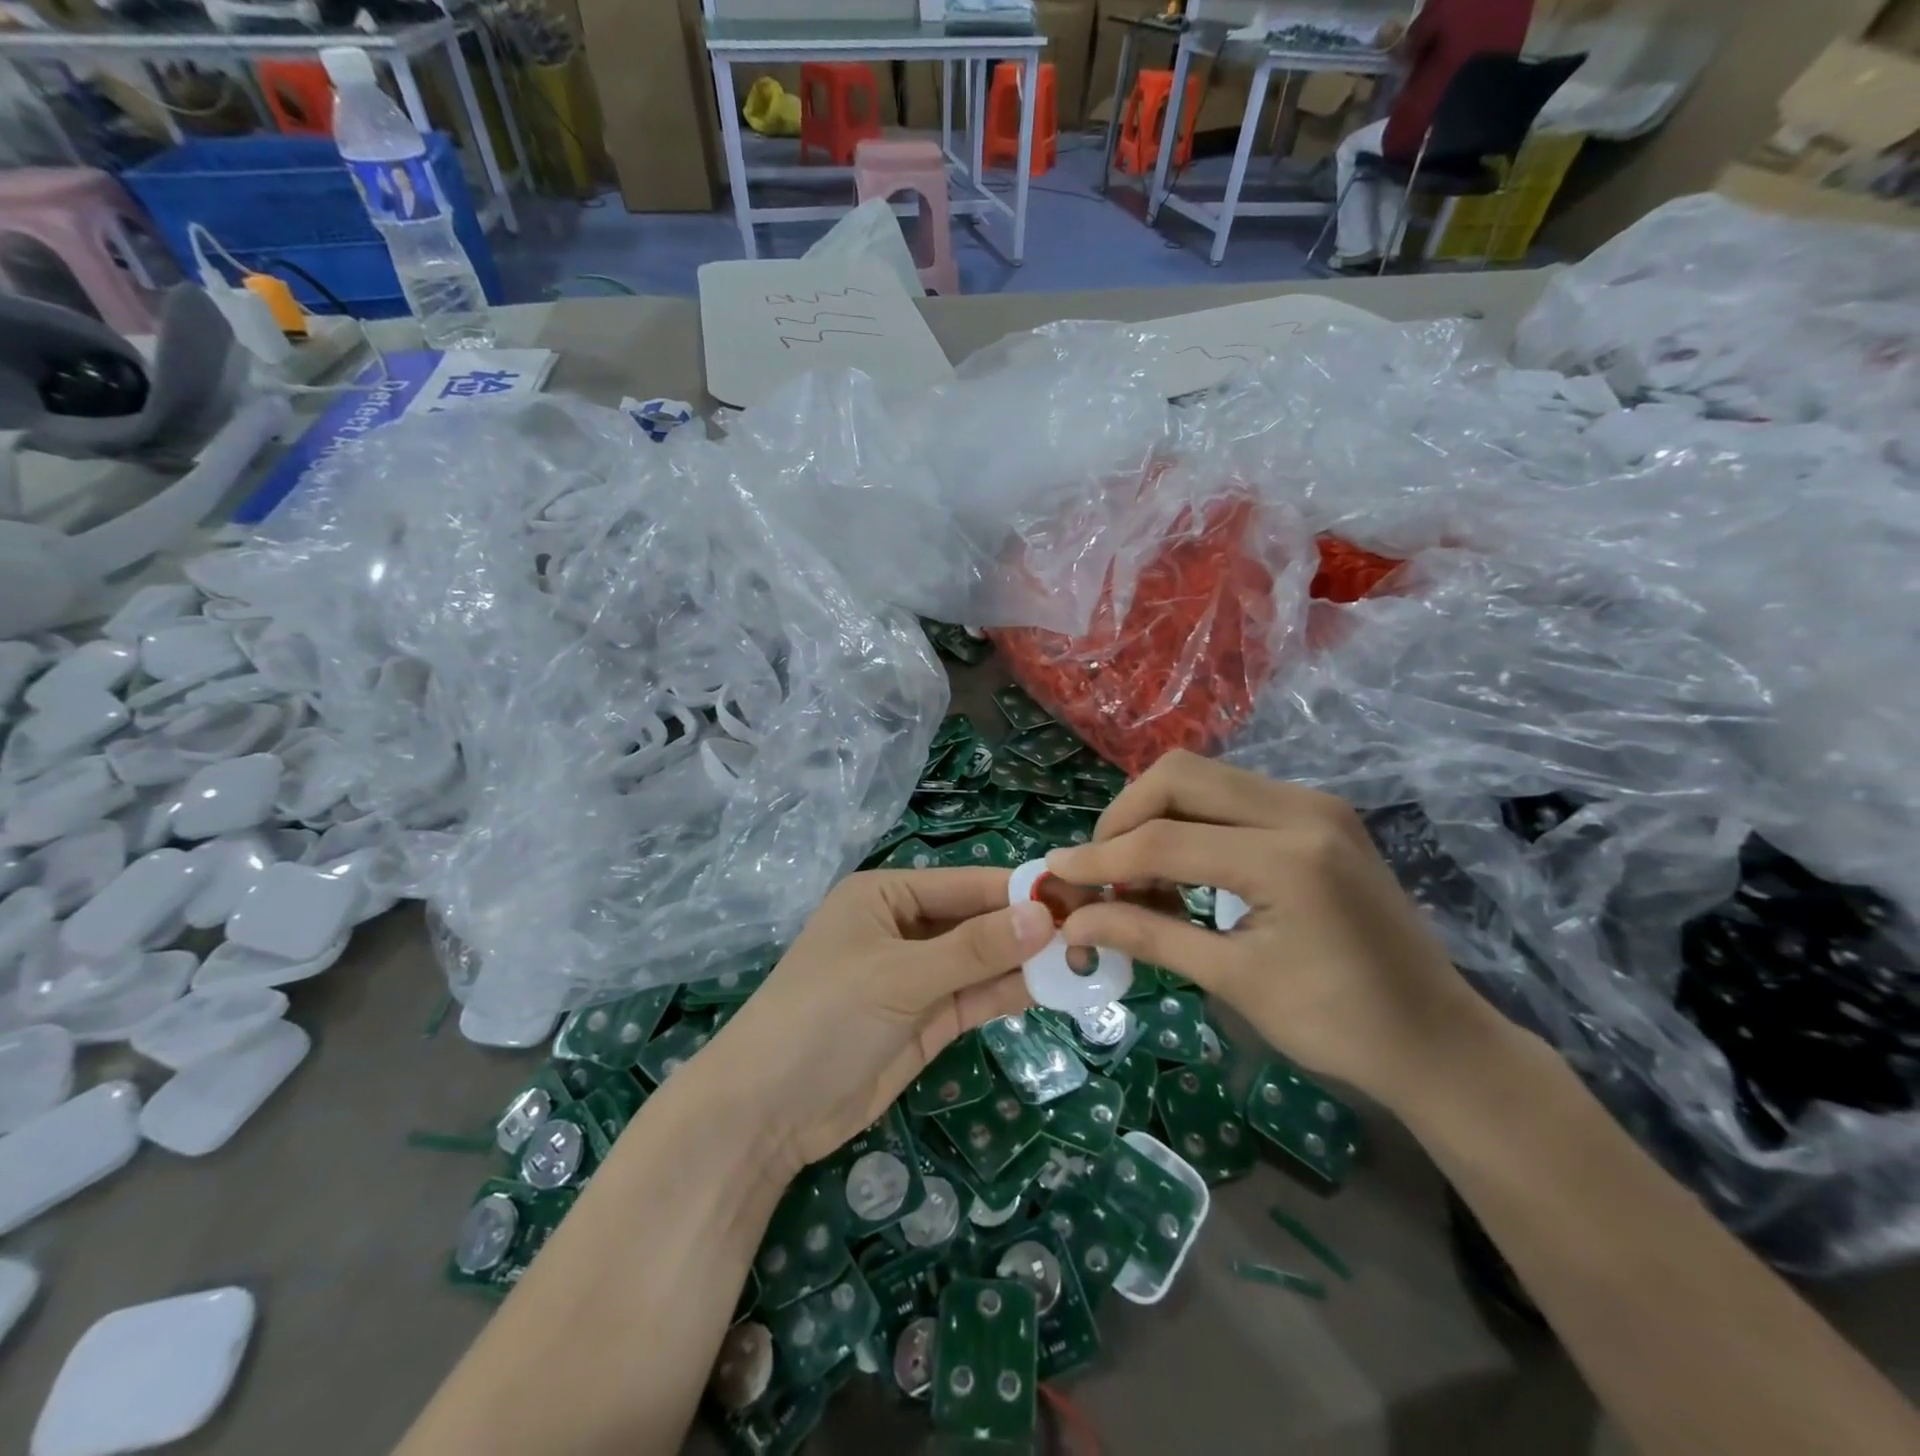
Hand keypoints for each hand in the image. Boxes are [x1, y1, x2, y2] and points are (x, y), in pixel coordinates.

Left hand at [705, 869, 1053, 1177]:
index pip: (965, 884)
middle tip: (1093, 931)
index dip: (1019, 892)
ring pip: (981, 960)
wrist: (767, 1112)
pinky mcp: (926, 1019)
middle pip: (977, 921)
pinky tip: (1052, 988)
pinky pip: (975, 996)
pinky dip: (1009, 992)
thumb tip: (1045, 917)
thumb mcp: (899, 976)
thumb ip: (973, 949)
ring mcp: (916, 976)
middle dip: (1028, 929)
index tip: (1078, 897)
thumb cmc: (824, 1016)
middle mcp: (904, 927)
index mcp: (886, 894)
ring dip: (1025, 962)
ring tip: (1086, 959)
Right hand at [1044, 751, 1493, 1110]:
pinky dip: (1189, 820)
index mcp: (1286, 858)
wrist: (1438, 1038)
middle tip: (1102, 870)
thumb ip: (1148, 937)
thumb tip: (1073, 922)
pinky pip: (1230, 794)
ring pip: (1202, 776)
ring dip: (1154, 815)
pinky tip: (1180, 865)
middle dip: (1124, 817)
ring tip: (1135, 873)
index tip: (1056, 875)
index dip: (1101, 859)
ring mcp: (1313, 803)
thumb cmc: (1339, 1026)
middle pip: (1179, 776)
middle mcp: (1300, 809)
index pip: (1166, 840)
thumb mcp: (1235, 982)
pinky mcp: (1317, 813)